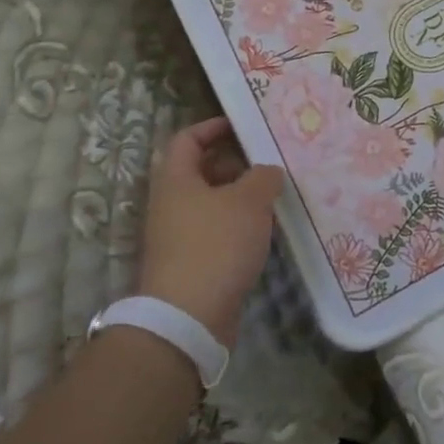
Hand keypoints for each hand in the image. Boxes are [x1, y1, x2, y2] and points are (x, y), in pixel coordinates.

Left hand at [138, 117, 280, 347]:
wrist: (188, 318)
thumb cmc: (216, 245)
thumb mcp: (249, 200)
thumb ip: (263, 176)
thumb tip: (267, 172)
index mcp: (176, 180)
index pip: (187, 140)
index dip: (213, 127)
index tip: (242, 125)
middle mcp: (171, 204)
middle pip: (199, 171)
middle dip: (233, 162)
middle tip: (266, 159)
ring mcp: (178, 236)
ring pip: (209, 203)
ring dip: (238, 195)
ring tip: (272, 194)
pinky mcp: (190, 263)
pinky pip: (214, 230)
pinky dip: (236, 224)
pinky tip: (262, 229)